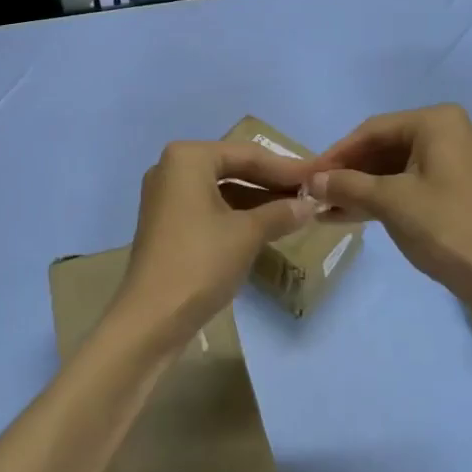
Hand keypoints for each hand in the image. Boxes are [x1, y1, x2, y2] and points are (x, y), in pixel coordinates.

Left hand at [110, 141, 315, 353]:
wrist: (152, 318)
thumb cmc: (201, 262)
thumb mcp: (248, 234)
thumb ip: (281, 213)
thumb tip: (310, 204)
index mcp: (188, 157)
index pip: (247, 154)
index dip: (286, 168)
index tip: (318, 177)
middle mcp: (172, 168)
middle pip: (233, 168)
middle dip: (271, 182)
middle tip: (310, 193)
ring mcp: (166, 196)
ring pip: (222, 189)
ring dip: (257, 199)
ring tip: (296, 210)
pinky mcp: (167, 222)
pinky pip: (209, 206)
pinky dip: (237, 214)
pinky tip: (267, 225)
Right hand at [307, 105, 471, 296]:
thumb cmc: (447, 228)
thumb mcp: (390, 202)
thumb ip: (347, 185)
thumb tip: (310, 180)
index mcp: (436, 122)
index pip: (373, 130)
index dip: (337, 153)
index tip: (307, 174)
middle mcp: (447, 132)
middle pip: (383, 147)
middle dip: (348, 172)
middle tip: (314, 192)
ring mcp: (452, 162)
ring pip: (393, 168)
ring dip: (359, 188)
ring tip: (324, 206)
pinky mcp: (453, 190)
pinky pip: (407, 184)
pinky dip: (379, 198)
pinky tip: (347, 214)